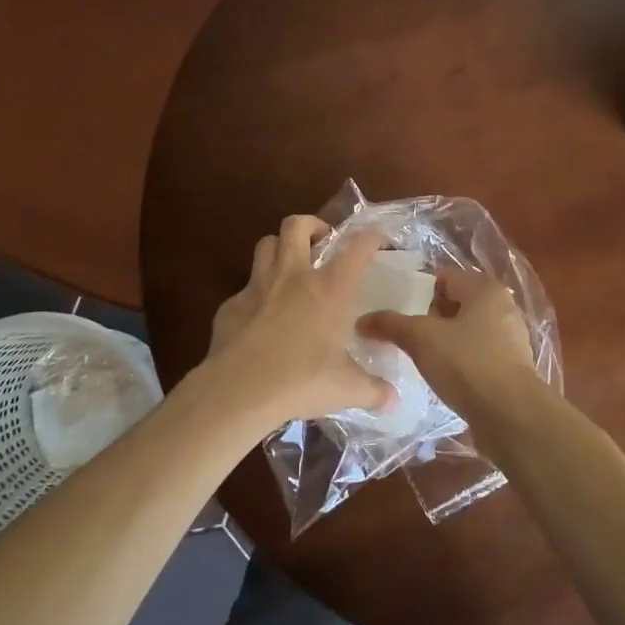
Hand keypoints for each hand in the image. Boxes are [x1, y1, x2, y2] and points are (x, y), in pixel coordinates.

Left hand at [202, 215, 396, 426]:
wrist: (240, 390)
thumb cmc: (302, 380)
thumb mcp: (346, 389)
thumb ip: (373, 390)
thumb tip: (393, 399)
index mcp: (331, 288)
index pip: (357, 247)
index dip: (371, 236)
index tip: (378, 237)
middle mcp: (295, 276)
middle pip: (297, 225)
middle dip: (311, 225)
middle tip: (321, 241)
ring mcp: (258, 286)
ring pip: (266, 244)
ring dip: (279, 247)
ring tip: (290, 265)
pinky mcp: (231, 305)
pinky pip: (245, 287)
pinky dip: (256, 292)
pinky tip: (261, 315)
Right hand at [356, 267, 542, 424]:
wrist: (512, 416)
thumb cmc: (467, 364)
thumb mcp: (421, 339)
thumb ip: (391, 324)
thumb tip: (362, 320)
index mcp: (484, 288)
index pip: (443, 276)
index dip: (416, 290)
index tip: (394, 308)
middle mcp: (501, 306)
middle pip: (454, 302)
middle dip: (428, 317)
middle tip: (401, 333)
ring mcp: (509, 337)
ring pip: (466, 329)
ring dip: (443, 340)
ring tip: (417, 356)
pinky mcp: (511, 366)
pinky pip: (477, 353)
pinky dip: (459, 359)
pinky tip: (441, 376)